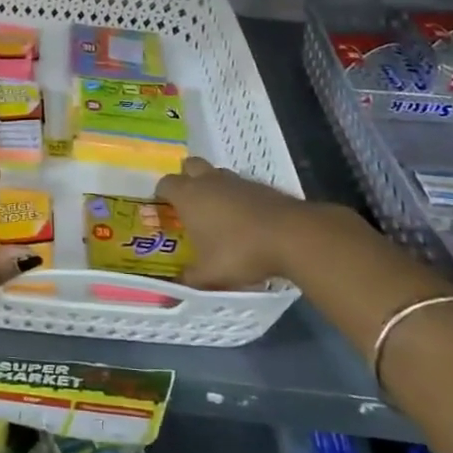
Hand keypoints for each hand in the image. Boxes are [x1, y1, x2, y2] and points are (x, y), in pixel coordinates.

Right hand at [155, 156, 325, 289]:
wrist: (291, 236)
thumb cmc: (239, 251)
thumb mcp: (209, 274)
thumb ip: (190, 278)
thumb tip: (176, 285)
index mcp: (188, 195)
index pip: (165, 183)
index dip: (162, 194)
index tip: (164, 209)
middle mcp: (209, 181)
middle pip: (190, 166)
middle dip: (186, 179)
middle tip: (188, 203)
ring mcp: (237, 180)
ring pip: (217, 174)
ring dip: (213, 187)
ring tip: (217, 213)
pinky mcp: (261, 186)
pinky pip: (241, 186)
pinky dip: (238, 197)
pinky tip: (245, 220)